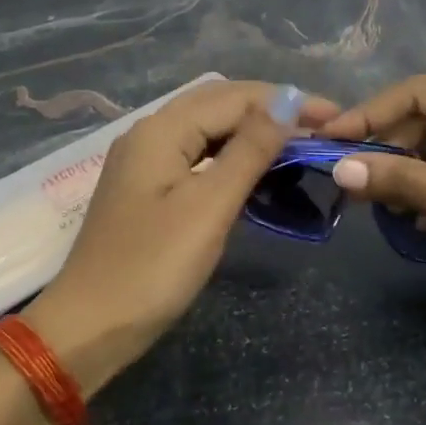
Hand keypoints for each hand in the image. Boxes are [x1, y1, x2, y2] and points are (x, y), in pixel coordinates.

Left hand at [25, 80, 338, 395]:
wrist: (90, 327)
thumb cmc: (152, 268)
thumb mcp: (208, 207)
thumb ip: (248, 150)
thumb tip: (285, 102)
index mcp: (160, 130)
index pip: (234, 97)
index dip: (286, 101)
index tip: (335, 117)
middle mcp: (149, 133)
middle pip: (218, 105)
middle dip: (271, 110)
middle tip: (322, 128)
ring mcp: (145, 161)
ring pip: (208, 129)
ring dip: (253, 131)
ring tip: (299, 144)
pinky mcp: (148, 189)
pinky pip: (197, 155)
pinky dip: (231, 156)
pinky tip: (256, 169)